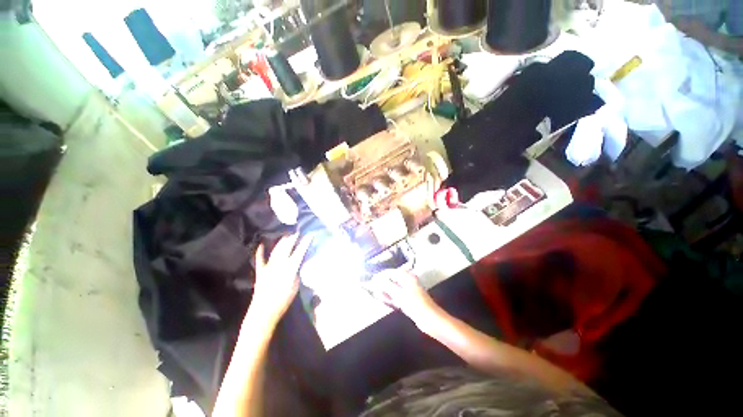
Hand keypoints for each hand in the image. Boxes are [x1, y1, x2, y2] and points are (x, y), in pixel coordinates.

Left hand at [251, 234, 310, 324]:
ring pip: (276, 250)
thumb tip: (298, 261)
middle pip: (287, 247)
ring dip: (281, 241)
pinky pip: (260, 259)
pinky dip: (260, 251)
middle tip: (298, 232)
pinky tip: (261, 244)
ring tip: (286, 235)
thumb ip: (297, 270)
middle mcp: (279, 263)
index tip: (310, 234)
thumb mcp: (296, 284)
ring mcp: (269, 266)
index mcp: (290, 267)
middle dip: (293, 238)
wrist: (264, 312)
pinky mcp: (260, 271)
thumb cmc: (284, 300)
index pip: (300, 251)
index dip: (306, 242)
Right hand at [375, 270, 442, 332]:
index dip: (380, 276)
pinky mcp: (410, 298)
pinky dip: (392, 297)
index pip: (390, 272)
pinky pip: (398, 294)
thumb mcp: (398, 293)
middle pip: (392, 279)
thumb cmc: (414, 304)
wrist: (430, 319)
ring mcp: (409, 289)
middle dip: (383, 284)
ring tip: (378, 295)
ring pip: (394, 287)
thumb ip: (386, 284)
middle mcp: (408, 280)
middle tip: (374, 289)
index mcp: (407, 276)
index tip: (371, 281)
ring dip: (386, 291)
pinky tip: (386, 300)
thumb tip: (375, 278)